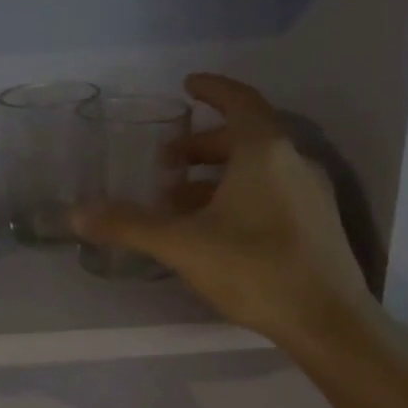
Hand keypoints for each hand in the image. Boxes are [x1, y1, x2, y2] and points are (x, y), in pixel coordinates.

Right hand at [71, 74, 383, 361]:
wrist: (329, 322)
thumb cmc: (255, 268)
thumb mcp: (182, 244)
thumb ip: (129, 225)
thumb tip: (77, 213)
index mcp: (265, 152)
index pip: (239, 101)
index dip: (212, 89)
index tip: (187, 85)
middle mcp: (293, 163)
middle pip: (244, 138)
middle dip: (202, 145)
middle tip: (166, 160)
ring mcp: (310, 195)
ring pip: (257, 170)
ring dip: (216, 175)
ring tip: (178, 199)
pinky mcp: (316, 225)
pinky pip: (271, 193)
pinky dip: (238, 195)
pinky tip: (213, 228)